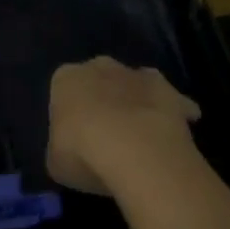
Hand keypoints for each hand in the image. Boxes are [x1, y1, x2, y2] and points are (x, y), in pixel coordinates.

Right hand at [48, 57, 201, 195]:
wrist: (135, 149)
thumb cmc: (83, 153)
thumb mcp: (56, 161)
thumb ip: (61, 149)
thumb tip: (69, 152)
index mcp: (66, 78)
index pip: (63, 90)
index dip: (70, 115)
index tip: (75, 138)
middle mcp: (99, 67)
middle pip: (100, 80)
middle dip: (104, 100)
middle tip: (107, 135)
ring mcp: (135, 74)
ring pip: (134, 85)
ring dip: (136, 103)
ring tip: (140, 138)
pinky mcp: (167, 89)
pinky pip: (169, 100)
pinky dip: (173, 112)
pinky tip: (173, 135)